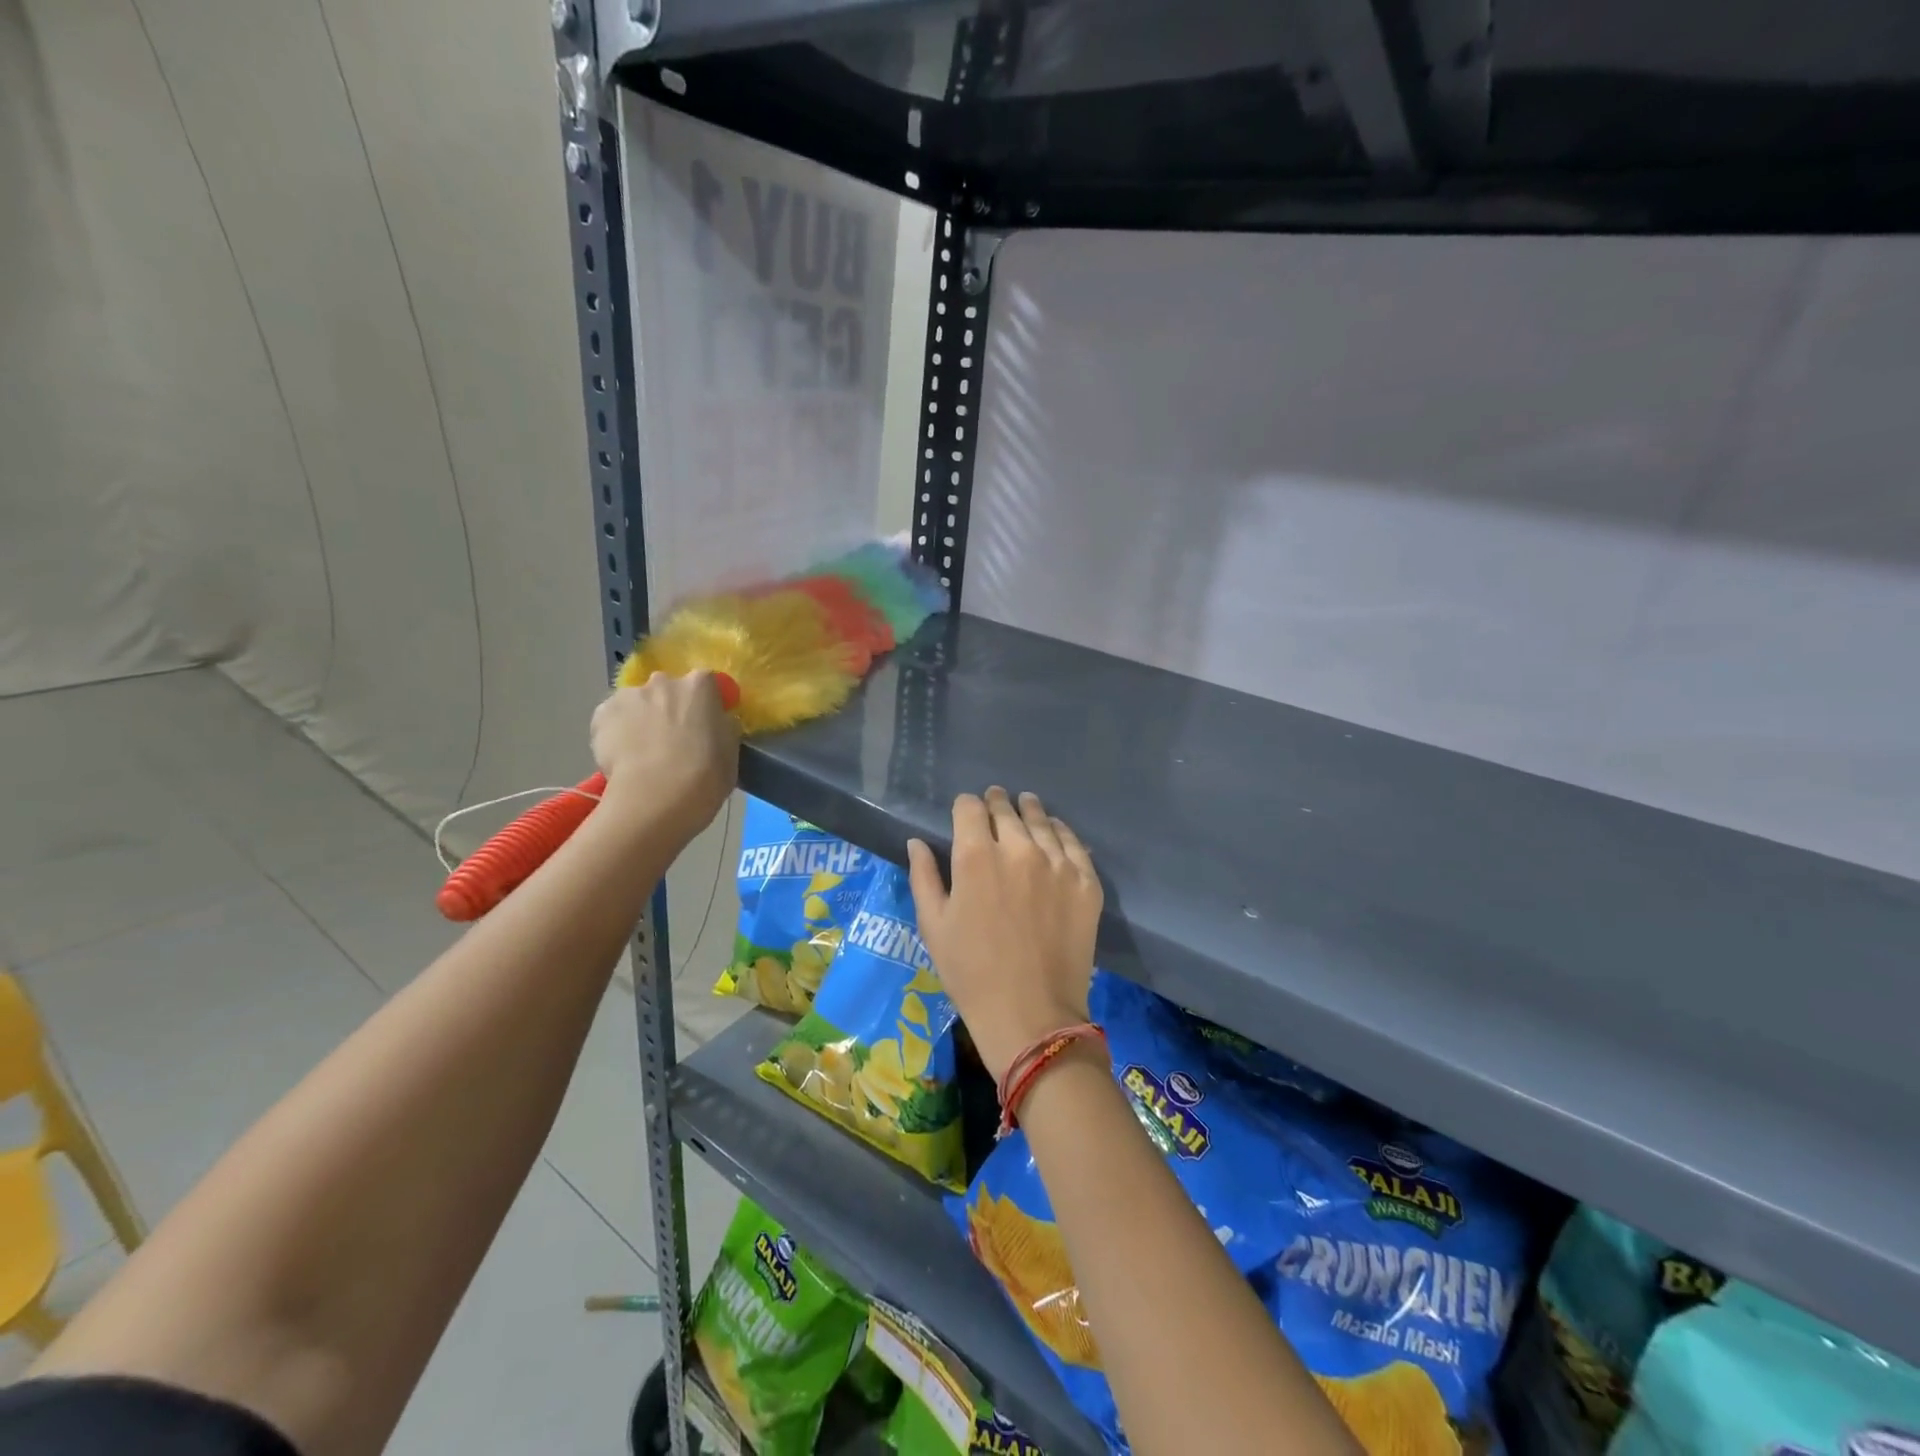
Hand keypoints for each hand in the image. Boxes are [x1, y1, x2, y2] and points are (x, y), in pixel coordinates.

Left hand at [590, 672, 738, 838]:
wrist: (657, 798)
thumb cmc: (705, 776)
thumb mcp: (730, 749)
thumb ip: (722, 726)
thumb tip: (715, 722)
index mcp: (700, 685)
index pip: (706, 684)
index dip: (704, 705)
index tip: (704, 725)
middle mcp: (663, 681)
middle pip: (667, 690)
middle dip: (669, 708)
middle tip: (672, 740)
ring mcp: (629, 695)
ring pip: (637, 703)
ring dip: (641, 719)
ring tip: (643, 754)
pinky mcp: (601, 714)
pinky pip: (612, 719)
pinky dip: (617, 733)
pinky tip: (624, 758)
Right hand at [906, 787, 1102, 1082]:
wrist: (1031, 1014)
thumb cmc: (971, 973)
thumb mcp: (934, 925)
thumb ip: (923, 876)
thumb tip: (917, 842)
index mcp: (975, 856)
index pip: (969, 807)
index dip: (965, 806)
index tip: (965, 813)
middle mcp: (1018, 848)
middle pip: (1006, 809)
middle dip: (996, 803)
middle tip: (995, 804)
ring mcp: (1057, 863)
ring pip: (1042, 820)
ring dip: (1029, 811)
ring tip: (1025, 805)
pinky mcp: (1086, 881)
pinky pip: (1074, 843)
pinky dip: (1061, 832)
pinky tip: (1055, 832)